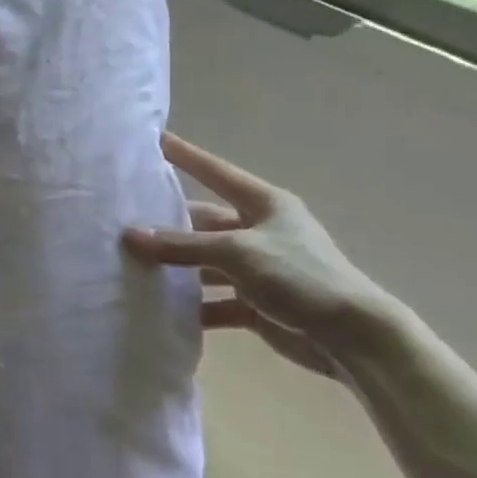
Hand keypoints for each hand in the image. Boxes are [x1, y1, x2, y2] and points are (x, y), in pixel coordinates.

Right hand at [124, 133, 396, 377]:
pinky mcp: (256, 304)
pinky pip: (215, 301)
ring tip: (132, 270)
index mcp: (264, 204)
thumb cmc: (300, 277)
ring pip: (205, 264)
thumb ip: (183, 246)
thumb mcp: (238, 253)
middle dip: (167, 227)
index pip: (215, 171)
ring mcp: (258, 269)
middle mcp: (259, 231)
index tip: (154, 139)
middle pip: (203, 224)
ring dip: (176, 271)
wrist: (353, 338)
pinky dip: (194, 307)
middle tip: (123, 226)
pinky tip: (162, 312)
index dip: (186, 156)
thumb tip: (130, 236)